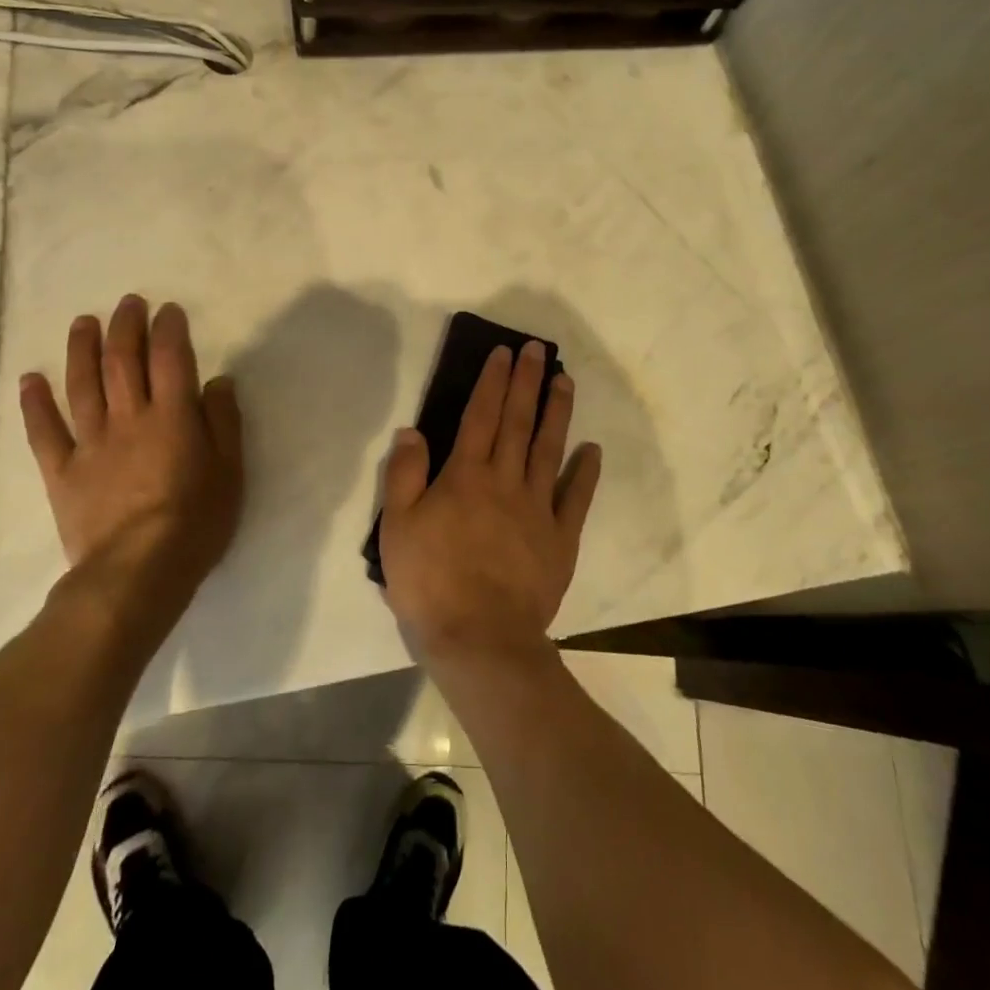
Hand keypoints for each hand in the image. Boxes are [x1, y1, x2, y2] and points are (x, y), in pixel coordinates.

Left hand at [19, 296, 242, 634]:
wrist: (138, 572)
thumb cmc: (196, 521)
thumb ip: (224, 421)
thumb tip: (218, 380)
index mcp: (173, 416)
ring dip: (81, 349)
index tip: (167, 309)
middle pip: (123, 361)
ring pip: (82, 385)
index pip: (170, 358)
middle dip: (125, 326)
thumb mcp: (230, 471)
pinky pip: (45, 432)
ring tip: (82, 322)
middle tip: (127, 303)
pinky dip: (35, 404)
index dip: (168, 329)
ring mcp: (91, 444)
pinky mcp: (63, 472)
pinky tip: (29, 380)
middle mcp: (129, 418)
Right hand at [379, 341, 602, 671]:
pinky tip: (592, 450)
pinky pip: (576, 499)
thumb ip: (405, 474)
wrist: (479, 639)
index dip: (493, 381)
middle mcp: (505, 481)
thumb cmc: (431, 582)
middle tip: (539, 349)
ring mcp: (538, 508)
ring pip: (549, 449)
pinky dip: (585, 473)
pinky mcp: (561, 539)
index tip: (504, 352)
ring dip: (557, 413)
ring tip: (565, 381)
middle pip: (518, 422)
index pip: (480, 416)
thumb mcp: (398, 527)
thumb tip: (412, 430)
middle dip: (528, 382)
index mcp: (466, 476)